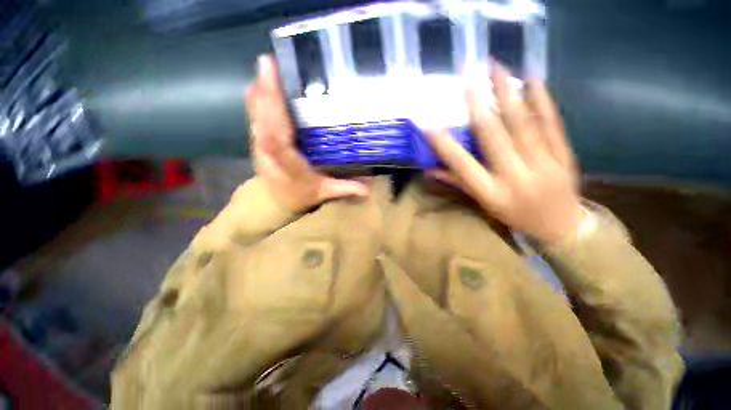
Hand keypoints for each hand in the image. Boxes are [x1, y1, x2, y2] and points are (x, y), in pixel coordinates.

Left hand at [245, 55, 368, 212]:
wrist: (275, 201)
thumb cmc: (301, 196)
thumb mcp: (325, 193)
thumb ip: (345, 189)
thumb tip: (368, 189)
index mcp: (290, 167)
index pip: (279, 144)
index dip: (274, 119)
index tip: (274, 94)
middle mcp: (272, 155)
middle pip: (266, 123)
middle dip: (267, 95)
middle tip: (270, 65)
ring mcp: (261, 146)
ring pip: (258, 117)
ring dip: (261, 93)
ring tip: (266, 66)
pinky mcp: (258, 141)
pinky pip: (256, 117)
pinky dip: (257, 100)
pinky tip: (259, 82)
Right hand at [425, 64, 583, 244]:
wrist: (562, 226)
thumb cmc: (515, 216)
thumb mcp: (483, 204)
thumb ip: (458, 183)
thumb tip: (430, 169)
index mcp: (492, 192)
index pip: (463, 165)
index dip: (445, 145)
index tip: (429, 125)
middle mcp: (515, 175)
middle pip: (494, 137)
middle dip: (477, 105)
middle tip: (466, 77)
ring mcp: (543, 163)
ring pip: (523, 124)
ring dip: (507, 93)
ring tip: (497, 67)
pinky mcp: (564, 154)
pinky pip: (551, 124)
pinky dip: (542, 101)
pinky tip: (533, 79)